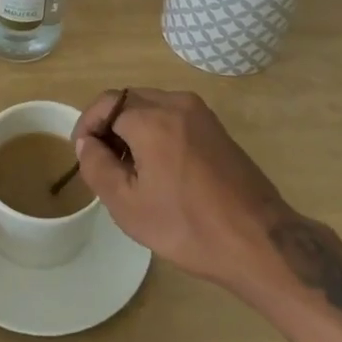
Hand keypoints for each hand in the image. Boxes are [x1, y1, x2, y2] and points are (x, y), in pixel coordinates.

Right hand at [72, 88, 287, 287]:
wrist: (258, 241)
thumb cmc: (187, 226)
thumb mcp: (128, 205)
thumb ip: (98, 167)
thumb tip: (87, 143)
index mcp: (153, 118)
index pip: (106, 103)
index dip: (87, 125)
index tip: (83, 154)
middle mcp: (177, 103)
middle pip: (129, 100)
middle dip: (110, 125)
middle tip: (103, 163)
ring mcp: (201, 114)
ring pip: (153, 106)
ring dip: (133, 128)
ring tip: (130, 169)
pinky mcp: (216, 128)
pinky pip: (174, 117)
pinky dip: (157, 131)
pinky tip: (160, 168)